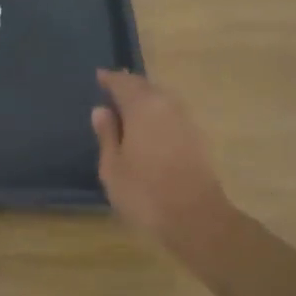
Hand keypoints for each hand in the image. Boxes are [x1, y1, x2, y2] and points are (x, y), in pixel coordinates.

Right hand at [92, 70, 232, 250]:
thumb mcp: (112, 166)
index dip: (109, 79)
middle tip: (112, 90)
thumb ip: (107, 135)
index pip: (123, 83)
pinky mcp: (197, 138)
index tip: (98, 77)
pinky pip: (171, 115)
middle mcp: (167, 106)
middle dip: (128, 86)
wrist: (196, 219)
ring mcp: (186, 121)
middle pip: (145, 87)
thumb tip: (101, 110)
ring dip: (144, 99)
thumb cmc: (145, 192)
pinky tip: (147, 128)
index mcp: (143, 107)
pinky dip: (157, 114)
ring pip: (161, 100)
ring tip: (127, 109)